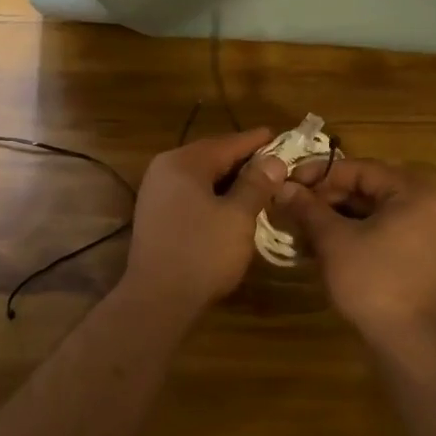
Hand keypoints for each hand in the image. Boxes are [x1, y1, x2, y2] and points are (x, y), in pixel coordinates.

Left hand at [123, 129, 287, 312]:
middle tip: (276, 163)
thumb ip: (256, 184)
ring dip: (230, 180)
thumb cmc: (202, 253)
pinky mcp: (155, 215)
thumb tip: (274, 160)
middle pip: (212, 157)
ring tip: (261, 184)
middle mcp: (164, 169)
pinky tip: (233, 206)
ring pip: (201, 177)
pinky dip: (213, 195)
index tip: (281, 136)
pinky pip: (190, 194)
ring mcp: (155, 192)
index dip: (257, 141)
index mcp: (183, 162)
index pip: (227, 143)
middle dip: (244, 161)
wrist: (157, 299)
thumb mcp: (237, 216)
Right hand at [271, 159, 435, 345]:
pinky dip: (353, 234)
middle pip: (366, 189)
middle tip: (291, 207)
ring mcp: (427, 232)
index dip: (318, 175)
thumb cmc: (374, 282)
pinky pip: (382, 231)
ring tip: (301, 227)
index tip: (286, 184)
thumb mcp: (334, 241)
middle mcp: (427, 204)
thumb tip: (282, 187)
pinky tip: (323, 245)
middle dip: (326, 198)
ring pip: (372, 212)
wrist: (413, 343)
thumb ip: (308, 208)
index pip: (358, 169)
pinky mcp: (420, 256)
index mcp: (413, 191)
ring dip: (335, 217)